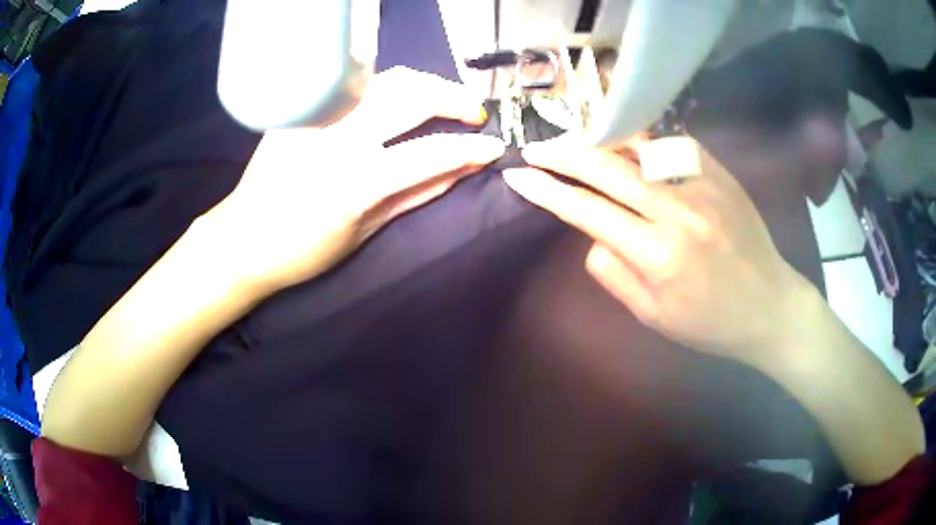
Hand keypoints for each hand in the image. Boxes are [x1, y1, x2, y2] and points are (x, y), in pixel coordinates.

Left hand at [204, 67, 504, 291]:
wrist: (242, 237)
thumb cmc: (303, 250)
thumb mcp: (366, 230)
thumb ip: (418, 192)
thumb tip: (463, 168)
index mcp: (355, 182)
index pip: (431, 152)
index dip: (472, 148)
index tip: (495, 146)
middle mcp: (338, 138)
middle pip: (411, 95)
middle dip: (454, 97)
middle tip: (473, 111)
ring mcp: (319, 117)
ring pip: (386, 79)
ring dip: (426, 84)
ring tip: (443, 99)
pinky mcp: (304, 109)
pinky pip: (358, 86)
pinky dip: (390, 87)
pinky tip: (400, 100)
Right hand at [502, 135, 812, 361]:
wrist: (768, 306)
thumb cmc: (709, 322)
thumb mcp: (652, 315)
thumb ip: (614, 273)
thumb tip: (592, 231)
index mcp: (657, 255)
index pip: (587, 211)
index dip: (547, 191)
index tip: (519, 175)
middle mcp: (678, 211)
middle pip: (607, 168)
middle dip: (563, 154)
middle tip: (536, 147)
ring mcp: (703, 186)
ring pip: (640, 146)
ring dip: (600, 139)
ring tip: (577, 140)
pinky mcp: (721, 174)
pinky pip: (674, 144)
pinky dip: (645, 141)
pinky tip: (630, 143)